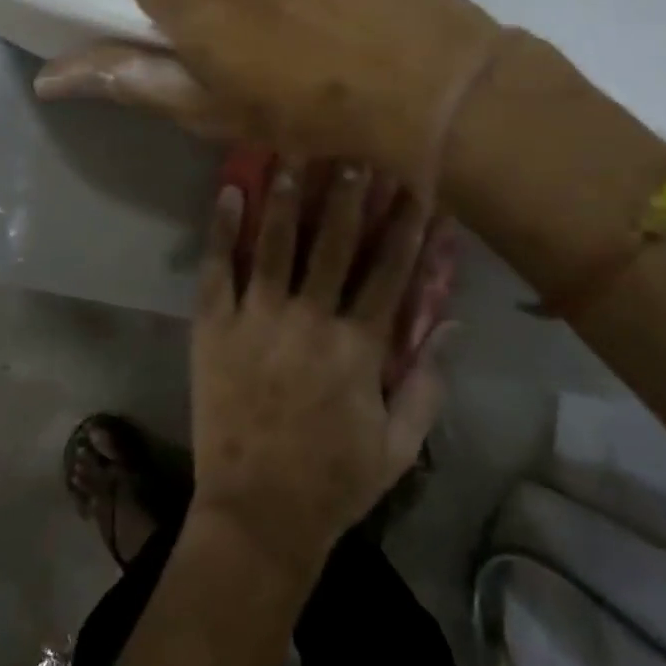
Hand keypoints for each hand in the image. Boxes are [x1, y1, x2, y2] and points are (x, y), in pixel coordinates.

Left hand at [187, 162, 449, 580]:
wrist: (257, 514)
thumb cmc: (334, 481)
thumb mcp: (399, 445)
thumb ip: (428, 383)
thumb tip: (451, 322)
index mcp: (358, 348)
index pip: (389, 272)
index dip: (405, 227)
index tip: (415, 186)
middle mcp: (310, 321)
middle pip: (335, 244)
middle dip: (348, 194)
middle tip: (355, 151)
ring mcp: (258, 320)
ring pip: (276, 244)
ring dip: (287, 196)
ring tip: (292, 152)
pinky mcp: (214, 327)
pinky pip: (217, 269)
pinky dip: (221, 229)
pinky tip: (227, 190)